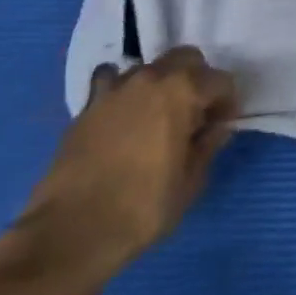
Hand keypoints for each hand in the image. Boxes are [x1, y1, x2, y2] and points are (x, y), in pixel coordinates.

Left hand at [0, 47, 240, 286]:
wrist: (68, 235)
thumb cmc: (141, 208)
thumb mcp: (190, 182)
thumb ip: (208, 146)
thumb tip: (215, 128)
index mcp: (184, 90)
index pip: (221, 81)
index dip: (227, 104)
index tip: (221, 128)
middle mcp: (152, 77)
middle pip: (187, 59)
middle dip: (197, 80)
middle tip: (194, 114)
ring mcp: (115, 89)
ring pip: (149, 67)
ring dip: (160, 84)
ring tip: (156, 116)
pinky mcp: (86, 107)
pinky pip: (110, 82)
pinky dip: (120, 91)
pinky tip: (120, 115)